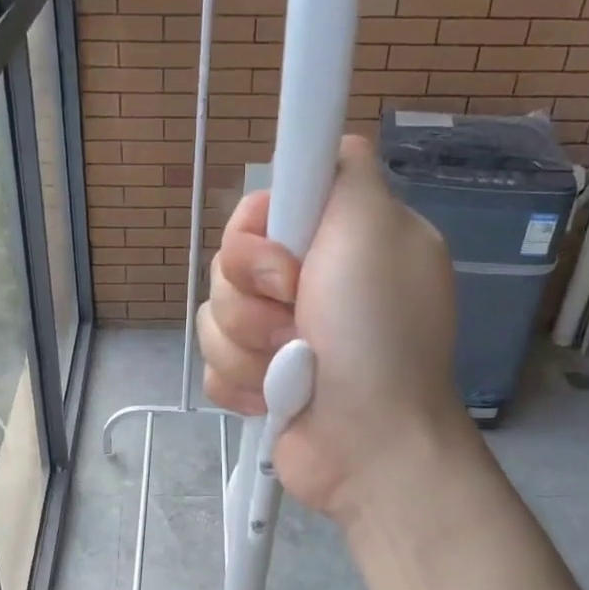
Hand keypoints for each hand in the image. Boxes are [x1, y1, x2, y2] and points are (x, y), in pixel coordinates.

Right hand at [198, 135, 469, 525]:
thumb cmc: (376, 335)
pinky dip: (241, 383)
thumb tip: (329, 144)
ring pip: (214, 315)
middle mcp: (309, 283)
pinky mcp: (258, 380)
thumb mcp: (375, 229)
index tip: (285, 258)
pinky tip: (274, 398)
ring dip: (249, 346)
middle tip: (297, 316)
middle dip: (253, 296)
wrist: (370, 445)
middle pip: (230, 262)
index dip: (258, 230)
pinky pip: (212, 363)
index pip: (265, 207)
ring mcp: (281, 335)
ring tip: (291, 369)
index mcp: (338, 241)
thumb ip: (346, 172)